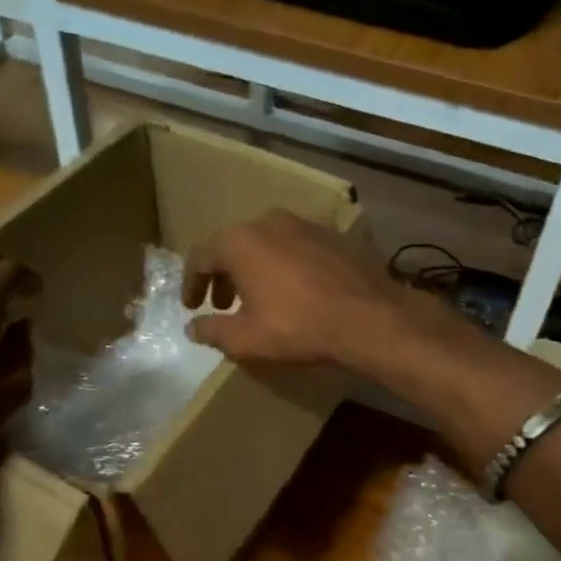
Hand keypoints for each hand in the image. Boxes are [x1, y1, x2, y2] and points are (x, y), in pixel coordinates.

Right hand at [181, 210, 418, 368]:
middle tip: (223, 305)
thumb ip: (212, 331)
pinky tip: (295, 292)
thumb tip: (193, 327)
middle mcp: (269, 221)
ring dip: (255, 270)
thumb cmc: (297, 328)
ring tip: (258, 299)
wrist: (368, 319)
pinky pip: (297, 248)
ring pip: (267, 244)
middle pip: (234, 246)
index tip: (192, 307)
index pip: (201, 257)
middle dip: (224, 276)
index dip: (192, 284)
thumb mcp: (246, 339)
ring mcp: (306, 224)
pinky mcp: (335, 236)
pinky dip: (286, 267)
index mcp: (240, 241)